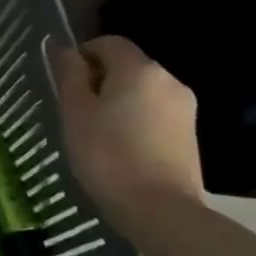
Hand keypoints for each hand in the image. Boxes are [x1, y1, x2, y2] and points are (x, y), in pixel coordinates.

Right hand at [48, 35, 203, 235]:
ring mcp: (184, 108)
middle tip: (77, 112)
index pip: (107, 43)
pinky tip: (123, 148)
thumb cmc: (108, 155)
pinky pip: (155, 113)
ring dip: (118, 101)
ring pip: (141, 91)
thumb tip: (63, 48)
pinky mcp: (191, 135)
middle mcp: (168, 80)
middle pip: (126, 66)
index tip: (66, 85)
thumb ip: (69, 73)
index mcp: (140, 69)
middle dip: (100, 80)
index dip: (82, 56)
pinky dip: (136, 120)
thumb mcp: (75, 111)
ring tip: (99, 133)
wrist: (161, 212)